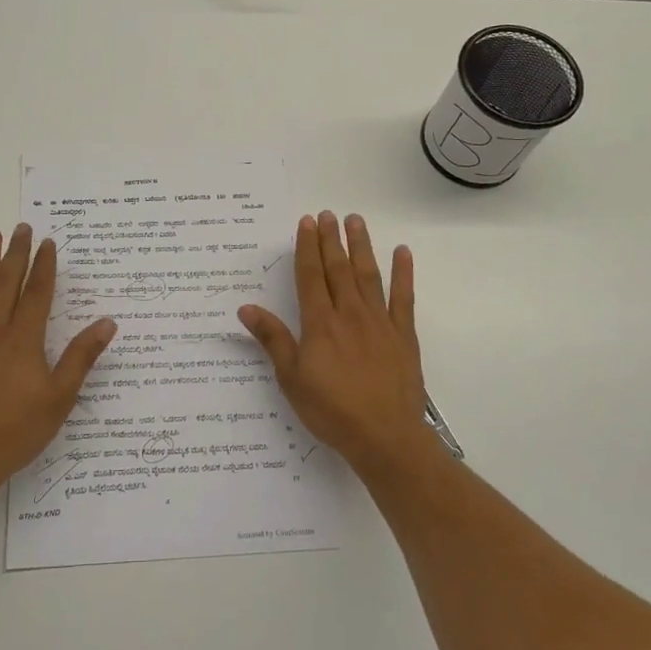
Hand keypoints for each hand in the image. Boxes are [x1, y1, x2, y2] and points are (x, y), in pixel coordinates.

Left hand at [0, 225, 116, 497]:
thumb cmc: (16, 430)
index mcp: (23, 339)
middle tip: (21, 227)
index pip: (37, 292)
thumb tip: (107, 322)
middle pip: (6, 282)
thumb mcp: (59, 398)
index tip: (48, 243)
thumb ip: (81, 357)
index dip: (44, 266)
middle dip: (16, 253)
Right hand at [238, 211, 435, 473]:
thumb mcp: (292, 377)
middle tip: (328, 213)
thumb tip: (246, 308)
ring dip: (361, 246)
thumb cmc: (331, 410)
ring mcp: (379, 322)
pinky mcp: (403, 335)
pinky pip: (404, 297)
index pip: (311, 276)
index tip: (306, 223)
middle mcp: (349, 314)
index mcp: (320, 323)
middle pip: (338, 269)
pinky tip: (402, 252)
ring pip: (368, 275)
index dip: (307, 247)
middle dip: (331, 239)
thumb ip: (272, 339)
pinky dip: (403, 273)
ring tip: (356, 221)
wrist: (384, 436)